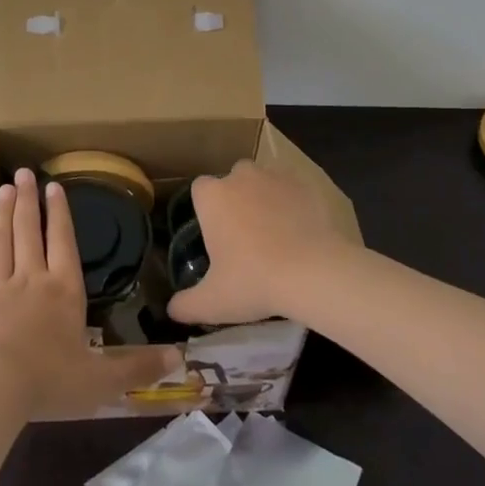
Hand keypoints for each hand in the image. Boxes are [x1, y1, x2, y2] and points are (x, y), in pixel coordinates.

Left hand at [0, 168, 178, 420]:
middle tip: (24, 173)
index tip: (54, 187)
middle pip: (29, 233)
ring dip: (2, 215)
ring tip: (4, 189)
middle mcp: (31, 281)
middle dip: (29, 202)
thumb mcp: (102, 380)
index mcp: (64, 292)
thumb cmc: (51, 382)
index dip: (61, 215)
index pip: (64, 244)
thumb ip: (137, 367)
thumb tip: (178, 356)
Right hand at [165, 160, 351, 326]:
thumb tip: (171, 310)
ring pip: (263, 181)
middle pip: (233, 181)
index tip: (215, 235)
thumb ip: (186, 305)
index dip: (206, 209)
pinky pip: (293, 189)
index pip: (200, 190)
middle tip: (246, 237)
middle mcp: (241, 176)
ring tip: (276, 234)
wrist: (314, 271)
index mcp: (213, 196)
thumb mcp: (213, 302)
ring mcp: (275, 176)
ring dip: (265, 198)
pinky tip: (301, 231)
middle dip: (236, 200)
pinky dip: (294, 204)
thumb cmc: (254, 281)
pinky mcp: (305, 183)